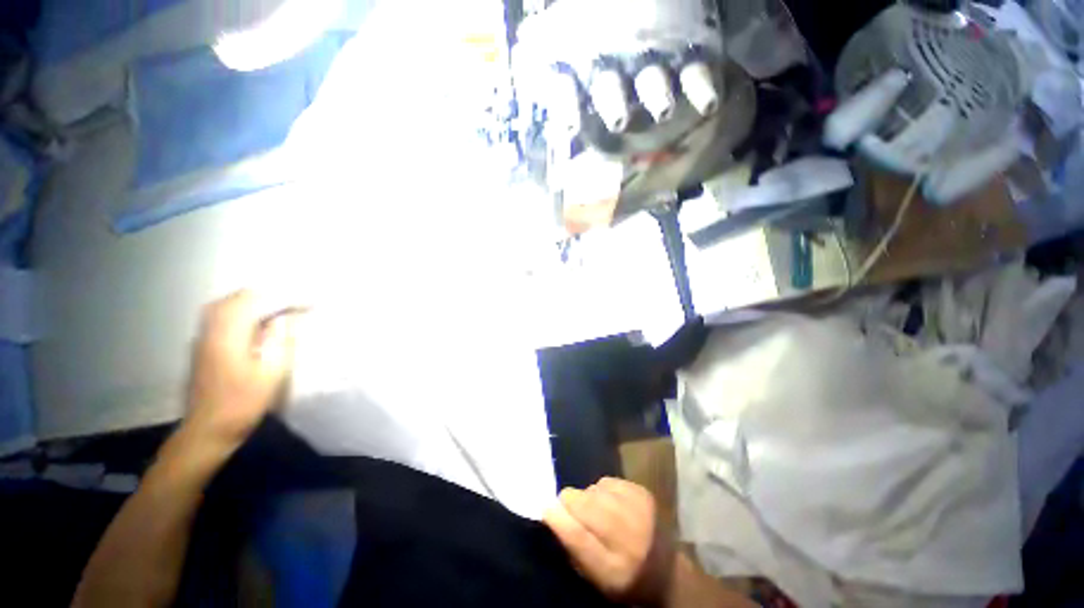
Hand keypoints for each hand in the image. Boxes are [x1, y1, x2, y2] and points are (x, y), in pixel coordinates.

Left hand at [183, 290, 298, 452]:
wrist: (208, 429)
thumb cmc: (243, 403)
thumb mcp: (271, 373)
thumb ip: (280, 341)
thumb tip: (286, 318)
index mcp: (228, 336)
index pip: (256, 302)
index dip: (284, 298)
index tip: (309, 303)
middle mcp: (211, 330)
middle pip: (236, 299)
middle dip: (267, 295)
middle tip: (295, 301)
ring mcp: (203, 338)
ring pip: (226, 306)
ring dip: (253, 301)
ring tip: (278, 306)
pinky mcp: (202, 346)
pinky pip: (220, 316)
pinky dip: (240, 311)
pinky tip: (255, 320)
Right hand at [544, 477, 676, 605]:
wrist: (667, 568)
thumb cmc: (623, 577)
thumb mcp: (595, 577)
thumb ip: (573, 548)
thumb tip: (552, 514)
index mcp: (612, 569)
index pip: (577, 537)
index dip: (557, 518)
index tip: (545, 508)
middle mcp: (627, 536)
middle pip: (585, 504)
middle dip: (571, 503)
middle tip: (572, 509)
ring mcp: (638, 510)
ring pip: (594, 488)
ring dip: (588, 497)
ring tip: (596, 509)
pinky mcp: (642, 492)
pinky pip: (608, 481)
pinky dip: (603, 490)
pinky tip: (610, 502)